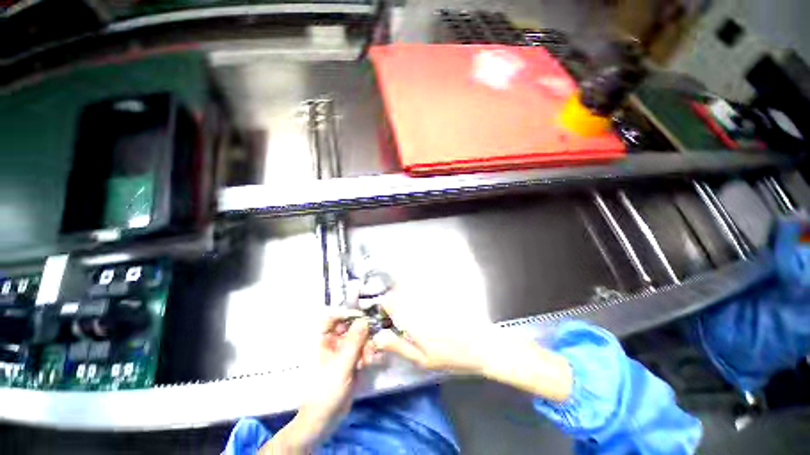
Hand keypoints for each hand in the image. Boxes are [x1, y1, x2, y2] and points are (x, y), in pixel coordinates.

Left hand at [262, 309, 373, 453]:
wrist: (325, 418)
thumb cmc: (326, 390)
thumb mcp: (341, 364)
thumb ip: (354, 341)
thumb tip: (364, 320)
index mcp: (323, 340)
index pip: (333, 317)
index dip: (347, 313)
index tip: (364, 315)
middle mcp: (333, 342)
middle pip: (351, 327)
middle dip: (363, 333)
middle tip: (370, 342)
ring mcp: (343, 352)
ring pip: (359, 338)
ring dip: (367, 346)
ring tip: (369, 360)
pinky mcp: (351, 361)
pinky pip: (362, 350)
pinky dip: (368, 354)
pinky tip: (371, 362)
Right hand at [372, 292, 572, 401]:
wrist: (483, 346)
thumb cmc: (452, 357)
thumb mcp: (423, 360)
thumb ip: (399, 345)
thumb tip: (378, 336)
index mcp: (413, 320)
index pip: (391, 302)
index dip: (385, 304)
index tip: (385, 312)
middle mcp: (421, 303)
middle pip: (400, 290)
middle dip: (395, 298)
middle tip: (398, 312)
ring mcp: (433, 296)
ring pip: (412, 286)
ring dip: (407, 293)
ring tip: (413, 308)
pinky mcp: (443, 293)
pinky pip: (425, 286)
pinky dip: (421, 290)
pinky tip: (426, 304)